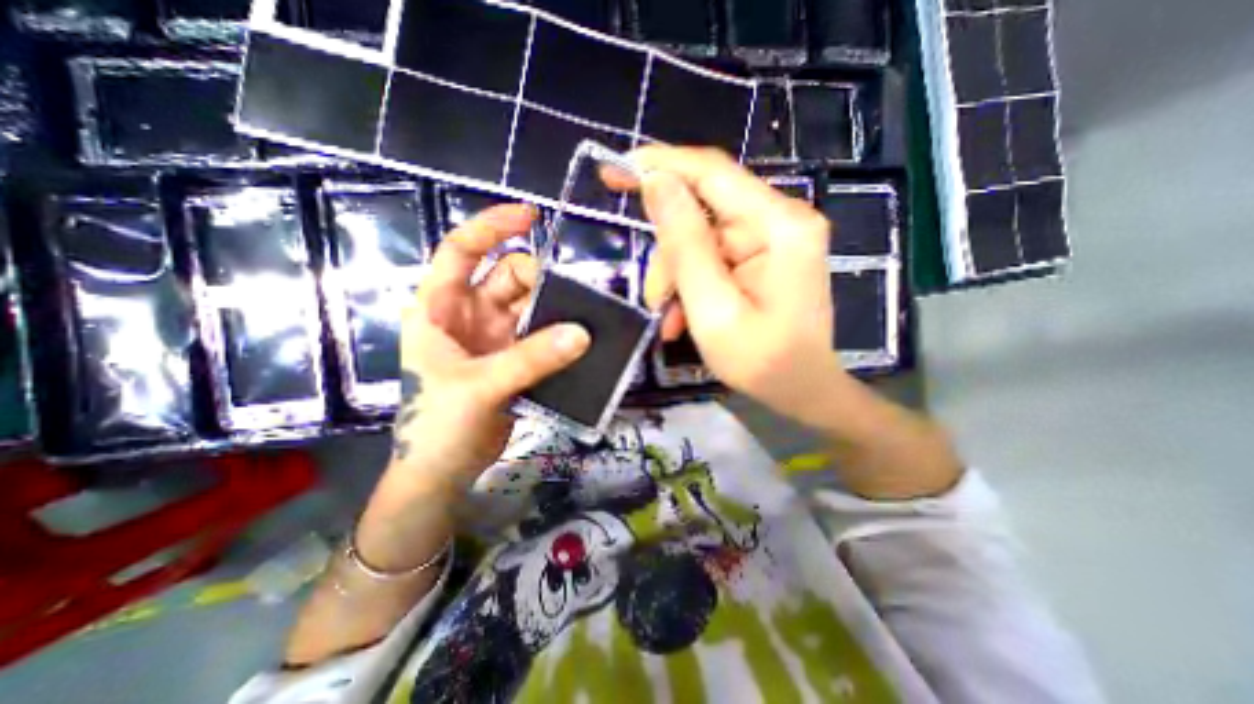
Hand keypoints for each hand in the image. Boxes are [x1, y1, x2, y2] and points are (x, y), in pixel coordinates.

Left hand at [388, 203, 594, 499]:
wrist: (442, 472)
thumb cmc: (437, 426)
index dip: (492, 227)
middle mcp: (468, 315)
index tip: (532, 217)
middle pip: (508, 277)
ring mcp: (494, 337)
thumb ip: (530, 358)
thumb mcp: (478, 386)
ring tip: (584, 318)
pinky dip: (559, 334)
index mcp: (440, 308)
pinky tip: (580, 339)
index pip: (462, 250)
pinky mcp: (514, 359)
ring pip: (530, 306)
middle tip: (573, 300)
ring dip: (555, 309)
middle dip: (540, 280)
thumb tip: (582, 333)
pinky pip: (541, 335)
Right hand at [633, 144, 845, 417]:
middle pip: (701, 213)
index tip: (614, 170)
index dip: (661, 164)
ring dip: (676, 278)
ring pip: (700, 240)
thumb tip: (656, 183)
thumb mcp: (713, 309)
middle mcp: (779, 220)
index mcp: (779, 226)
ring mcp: (771, 239)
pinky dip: (691, 285)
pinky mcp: (762, 256)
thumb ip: (686, 246)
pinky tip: (683, 318)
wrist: (803, 391)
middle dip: (668, 256)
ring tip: (669, 320)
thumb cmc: (763, 362)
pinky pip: (711, 258)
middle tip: (653, 299)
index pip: (712, 172)